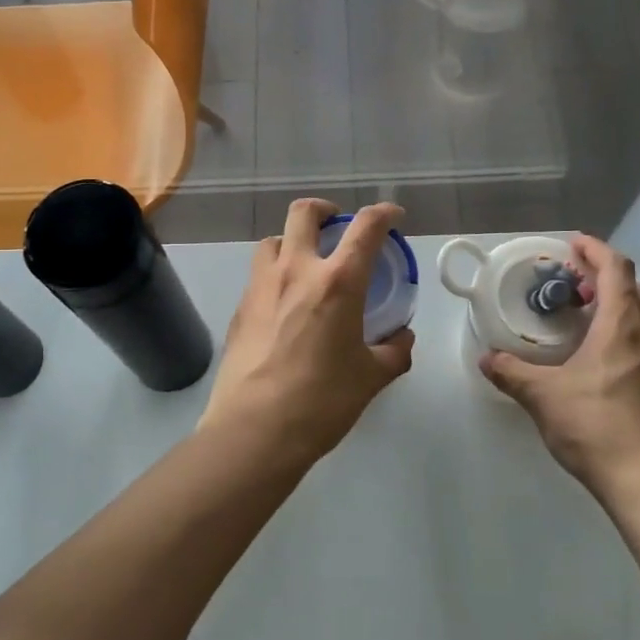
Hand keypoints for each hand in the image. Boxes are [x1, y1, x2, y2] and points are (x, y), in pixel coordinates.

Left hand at [199, 199, 415, 462]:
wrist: (254, 430)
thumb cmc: (322, 401)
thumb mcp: (371, 377)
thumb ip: (394, 351)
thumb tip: (401, 338)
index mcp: (337, 282)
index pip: (365, 227)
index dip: (384, 213)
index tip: (393, 216)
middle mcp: (296, 271)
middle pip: (303, 213)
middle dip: (324, 210)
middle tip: (337, 225)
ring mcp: (260, 287)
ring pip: (273, 240)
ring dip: (292, 241)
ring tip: (305, 264)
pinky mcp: (238, 309)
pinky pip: (258, 276)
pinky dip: (275, 275)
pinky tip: (284, 306)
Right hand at [480, 235, 639, 500]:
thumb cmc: (597, 427)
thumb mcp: (543, 397)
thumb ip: (511, 373)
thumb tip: (485, 359)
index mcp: (622, 327)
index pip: (616, 270)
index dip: (595, 250)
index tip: (572, 243)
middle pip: (635, 288)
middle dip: (605, 277)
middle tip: (573, 284)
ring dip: (616, 305)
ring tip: (581, 317)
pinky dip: (622, 332)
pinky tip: (596, 358)